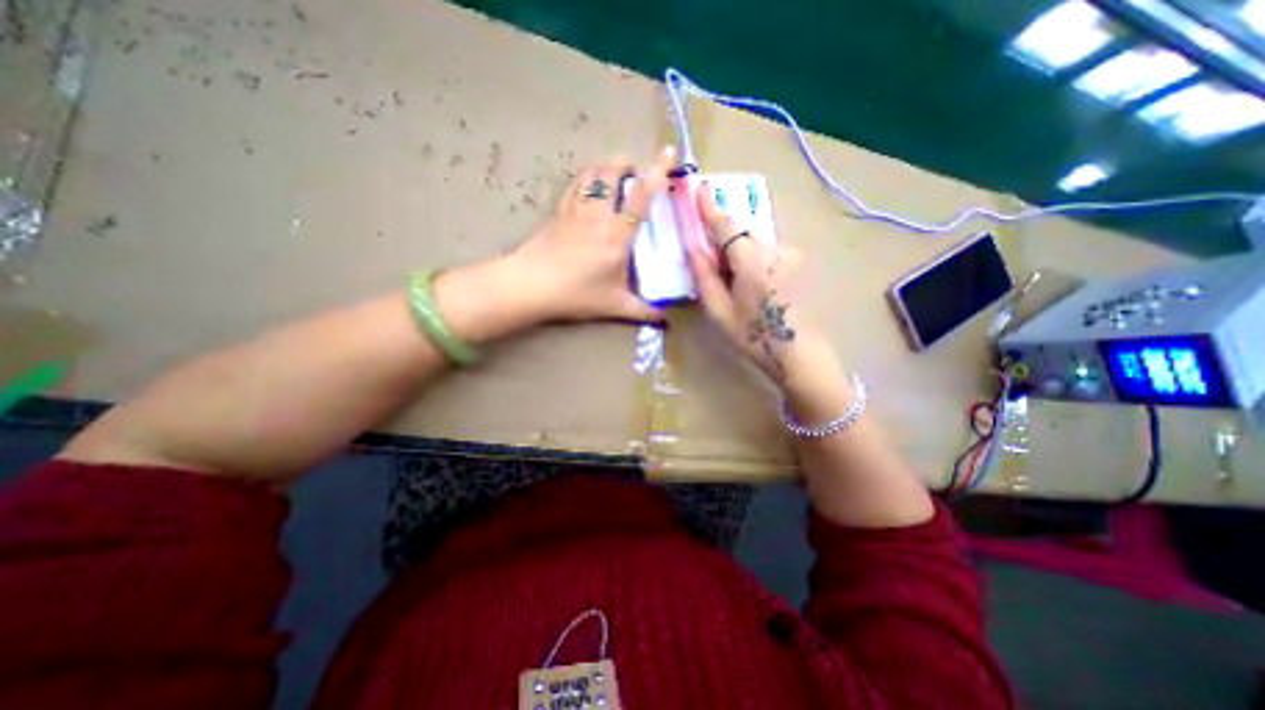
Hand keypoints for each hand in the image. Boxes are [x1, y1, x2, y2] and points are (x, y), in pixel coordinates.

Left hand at [509, 150, 675, 326]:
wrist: (531, 285)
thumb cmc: (577, 294)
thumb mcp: (614, 306)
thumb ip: (642, 312)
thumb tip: (665, 320)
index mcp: (617, 234)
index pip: (641, 196)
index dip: (657, 171)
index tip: (668, 152)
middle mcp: (598, 214)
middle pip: (611, 173)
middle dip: (626, 164)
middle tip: (635, 172)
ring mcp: (575, 210)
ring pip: (591, 174)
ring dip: (605, 168)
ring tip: (614, 175)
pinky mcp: (558, 213)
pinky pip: (574, 186)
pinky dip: (585, 180)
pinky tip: (588, 188)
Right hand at [683, 182, 848, 405]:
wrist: (800, 354)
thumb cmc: (754, 336)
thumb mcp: (720, 312)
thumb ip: (704, 277)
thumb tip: (692, 248)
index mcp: (752, 261)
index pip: (726, 225)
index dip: (711, 208)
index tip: (701, 187)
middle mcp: (774, 250)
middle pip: (741, 235)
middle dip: (723, 243)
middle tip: (711, 266)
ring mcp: (790, 256)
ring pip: (754, 246)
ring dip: (738, 256)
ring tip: (735, 288)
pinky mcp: (797, 264)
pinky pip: (767, 254)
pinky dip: (753, 262)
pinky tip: (753, 289)